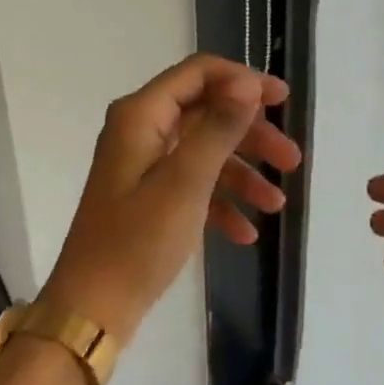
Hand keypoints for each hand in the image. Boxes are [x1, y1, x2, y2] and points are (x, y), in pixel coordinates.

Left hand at [43, 54, 300, 343]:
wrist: (92, 311)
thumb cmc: (137, 242)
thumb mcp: (186, 182)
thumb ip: (219, 127)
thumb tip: (246, 82)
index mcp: (141, 115)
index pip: (198, 73)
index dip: (242, 80)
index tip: (283, 99)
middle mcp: (141, 131)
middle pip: (206, 112)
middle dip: (251, 134)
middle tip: (292, 160)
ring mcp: (143, 165)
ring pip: (204, 151)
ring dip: (243, 173)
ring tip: (277, 205)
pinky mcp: (147, 197)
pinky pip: (192, 185)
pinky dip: (220, 202)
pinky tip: (246, 233)